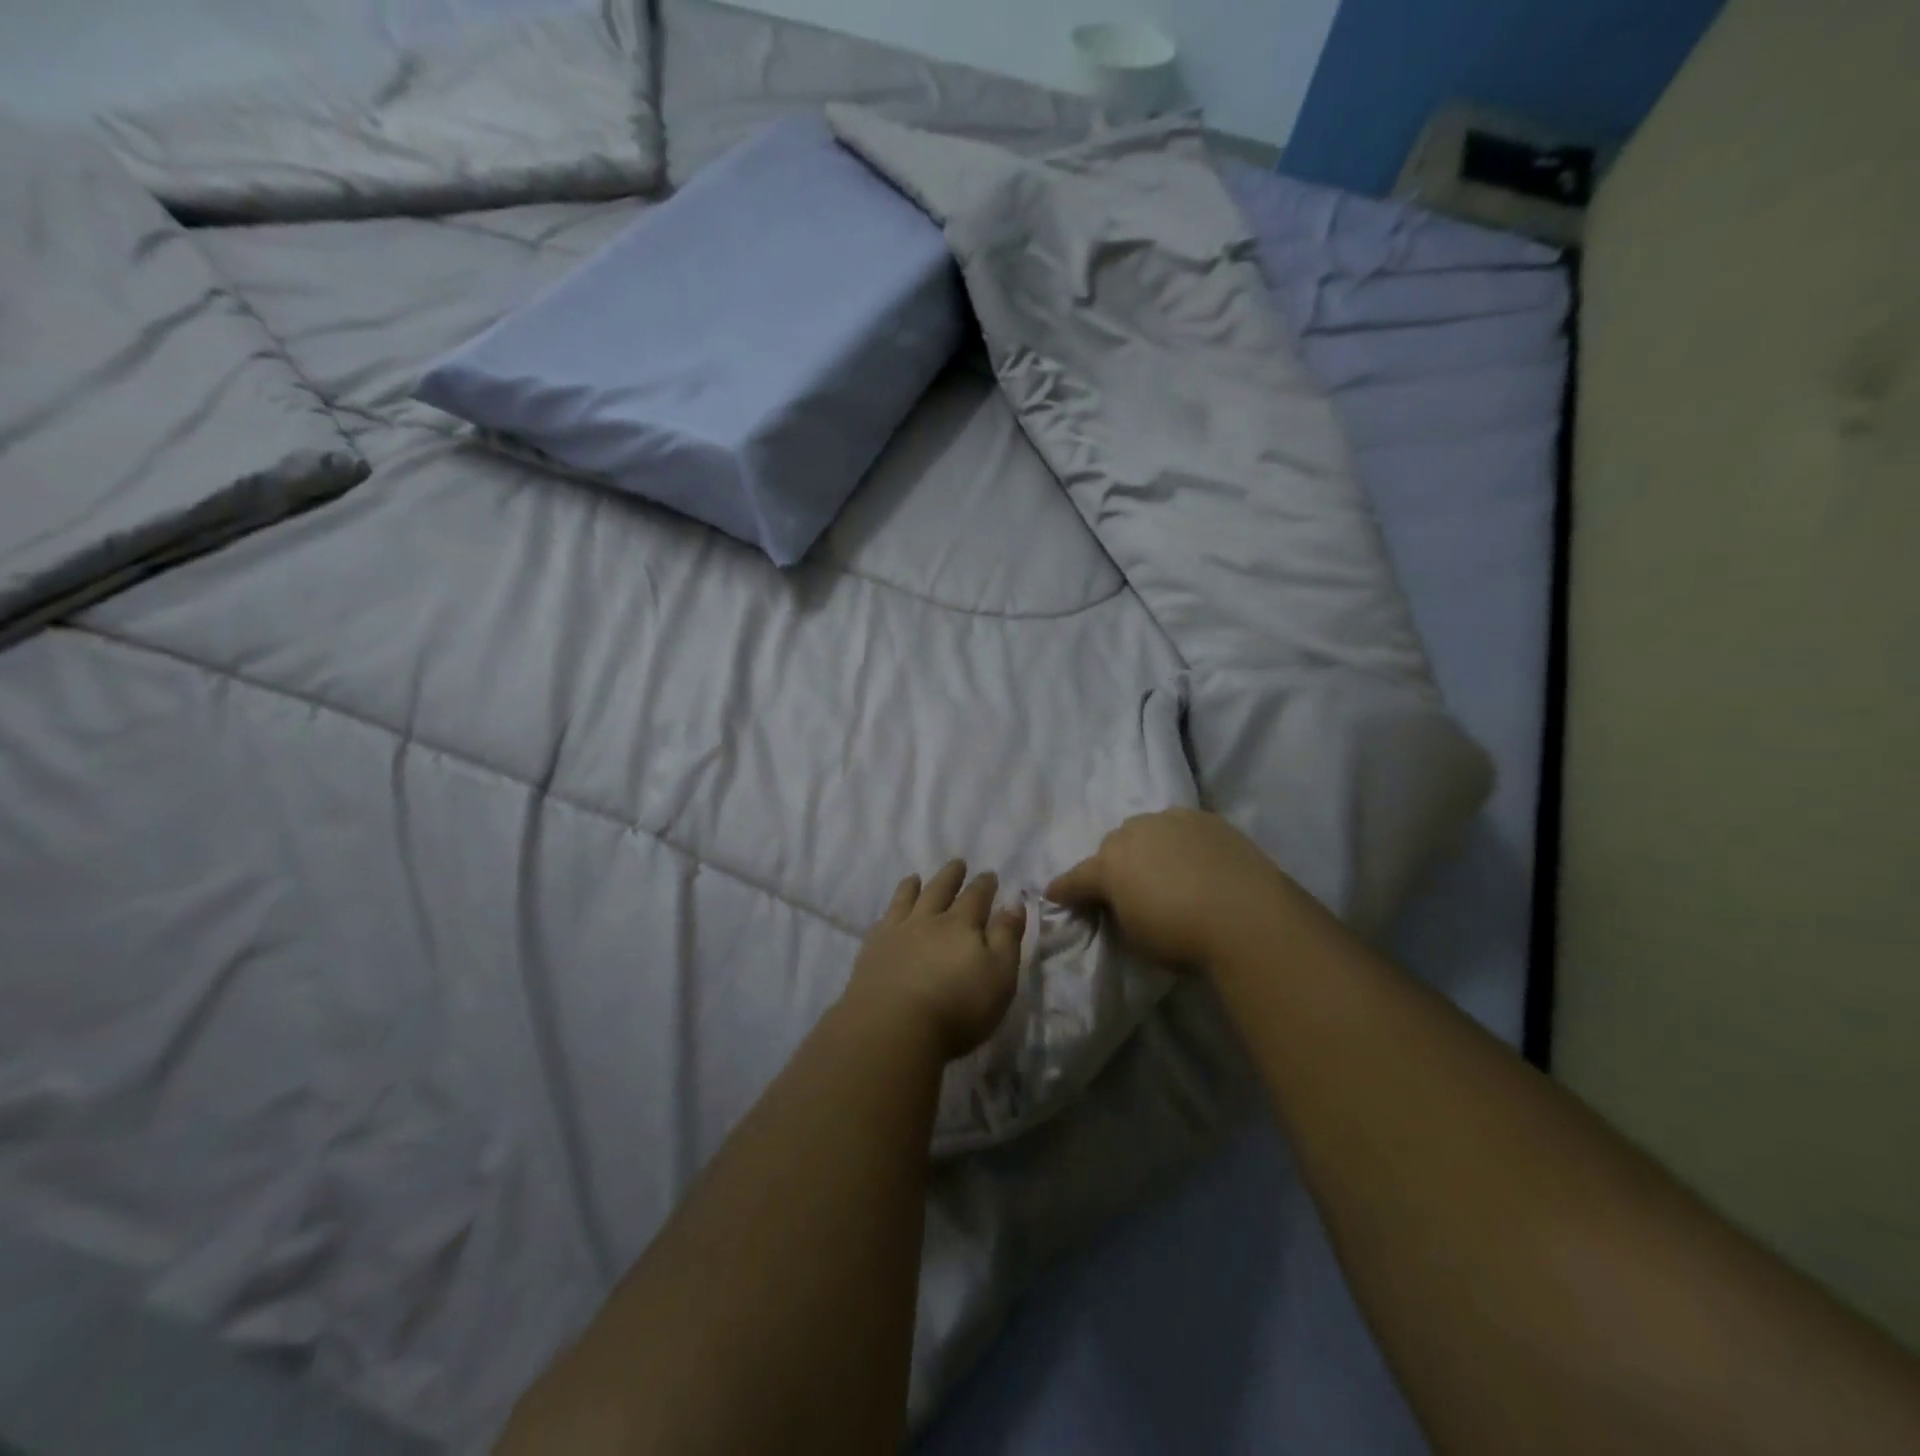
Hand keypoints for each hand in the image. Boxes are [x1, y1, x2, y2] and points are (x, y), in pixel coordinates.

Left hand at [842, 860, 1026, 1060]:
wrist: (893, 1026)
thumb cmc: (957, 1007)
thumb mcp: (999, 976)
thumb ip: (1006, 937)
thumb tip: (1014, 904)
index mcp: (961, 925)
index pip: (976, 897)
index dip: (984, 885)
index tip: (989, 874)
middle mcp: (928, 921)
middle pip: (940, 890)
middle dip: (951, 876)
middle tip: (957, 863)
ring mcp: (896, 933)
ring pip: (906, 900)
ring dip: (913, 886)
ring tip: (915, 877)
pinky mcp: (872, 951)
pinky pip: (882, 922)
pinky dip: (889, 912)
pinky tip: (887, 915)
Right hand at [1046, 809, 1296, 970]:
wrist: (1246, 915)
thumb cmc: (1181, 937)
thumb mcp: (1135, 936)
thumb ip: (1118, 913)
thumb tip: (1120, 903)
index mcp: (1108, 865)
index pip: (1076, 878)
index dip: (1064, 889)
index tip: (1054, 895)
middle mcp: (1132, 833)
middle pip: (1113, 846)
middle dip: (1114, 865)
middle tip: (1128, 888)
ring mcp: (1170, 820)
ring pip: (1146, 830)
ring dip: (1147, 847)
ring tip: (1164, 870)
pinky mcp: (1205, 818)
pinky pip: (1181, 828)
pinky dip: (1180, 842)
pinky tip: (1195, 860)